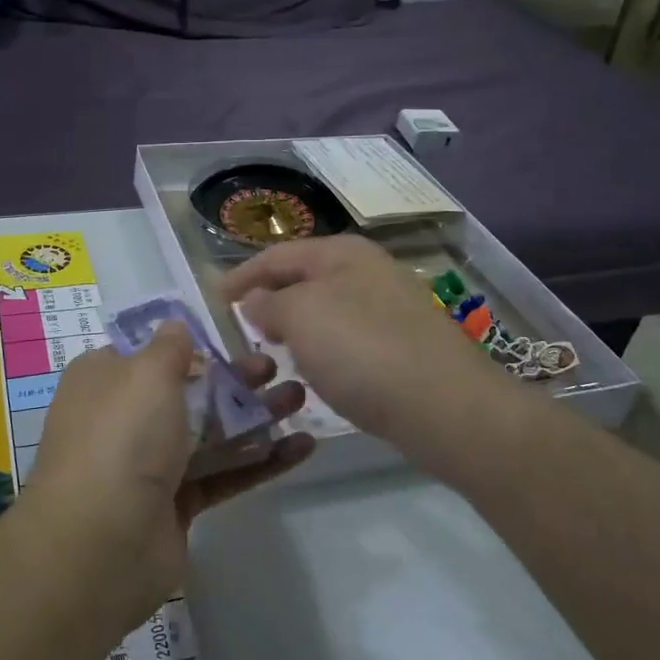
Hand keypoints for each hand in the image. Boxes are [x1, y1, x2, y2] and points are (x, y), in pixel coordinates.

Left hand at [26, 324, 312, 625]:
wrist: (102, 543)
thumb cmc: (123, 436)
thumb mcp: (146, 372)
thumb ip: (170, 345)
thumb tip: (175, 327)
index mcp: (103, 379)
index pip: (148, 352)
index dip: (190, 343)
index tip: (232, 334)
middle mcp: (123, 418)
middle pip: (188, 390)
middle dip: (234, 378)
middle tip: (276, 366)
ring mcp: (149, 464)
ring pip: (210, 431)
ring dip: (255, 415)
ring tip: (300, 398)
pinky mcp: (176, 503)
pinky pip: (223, 473)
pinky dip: (260, 460)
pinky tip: (303, 446)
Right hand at [222, 235, 510, 457]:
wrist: (445, 407)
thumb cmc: (361, 350)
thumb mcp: (300, 317)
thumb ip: (269, 303)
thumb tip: (257, 301)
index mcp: (342, 253)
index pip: (277, 255)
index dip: (242, 275)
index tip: (214, 301)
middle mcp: (369, 271)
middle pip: (304, 280)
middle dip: (270, 301)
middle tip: (243, 328)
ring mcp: (391, 308)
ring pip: (327, 310)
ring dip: (297, 328)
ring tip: (274, 353)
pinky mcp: (404, 345)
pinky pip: (349, 338)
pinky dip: (324, 350)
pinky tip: (318, 374)